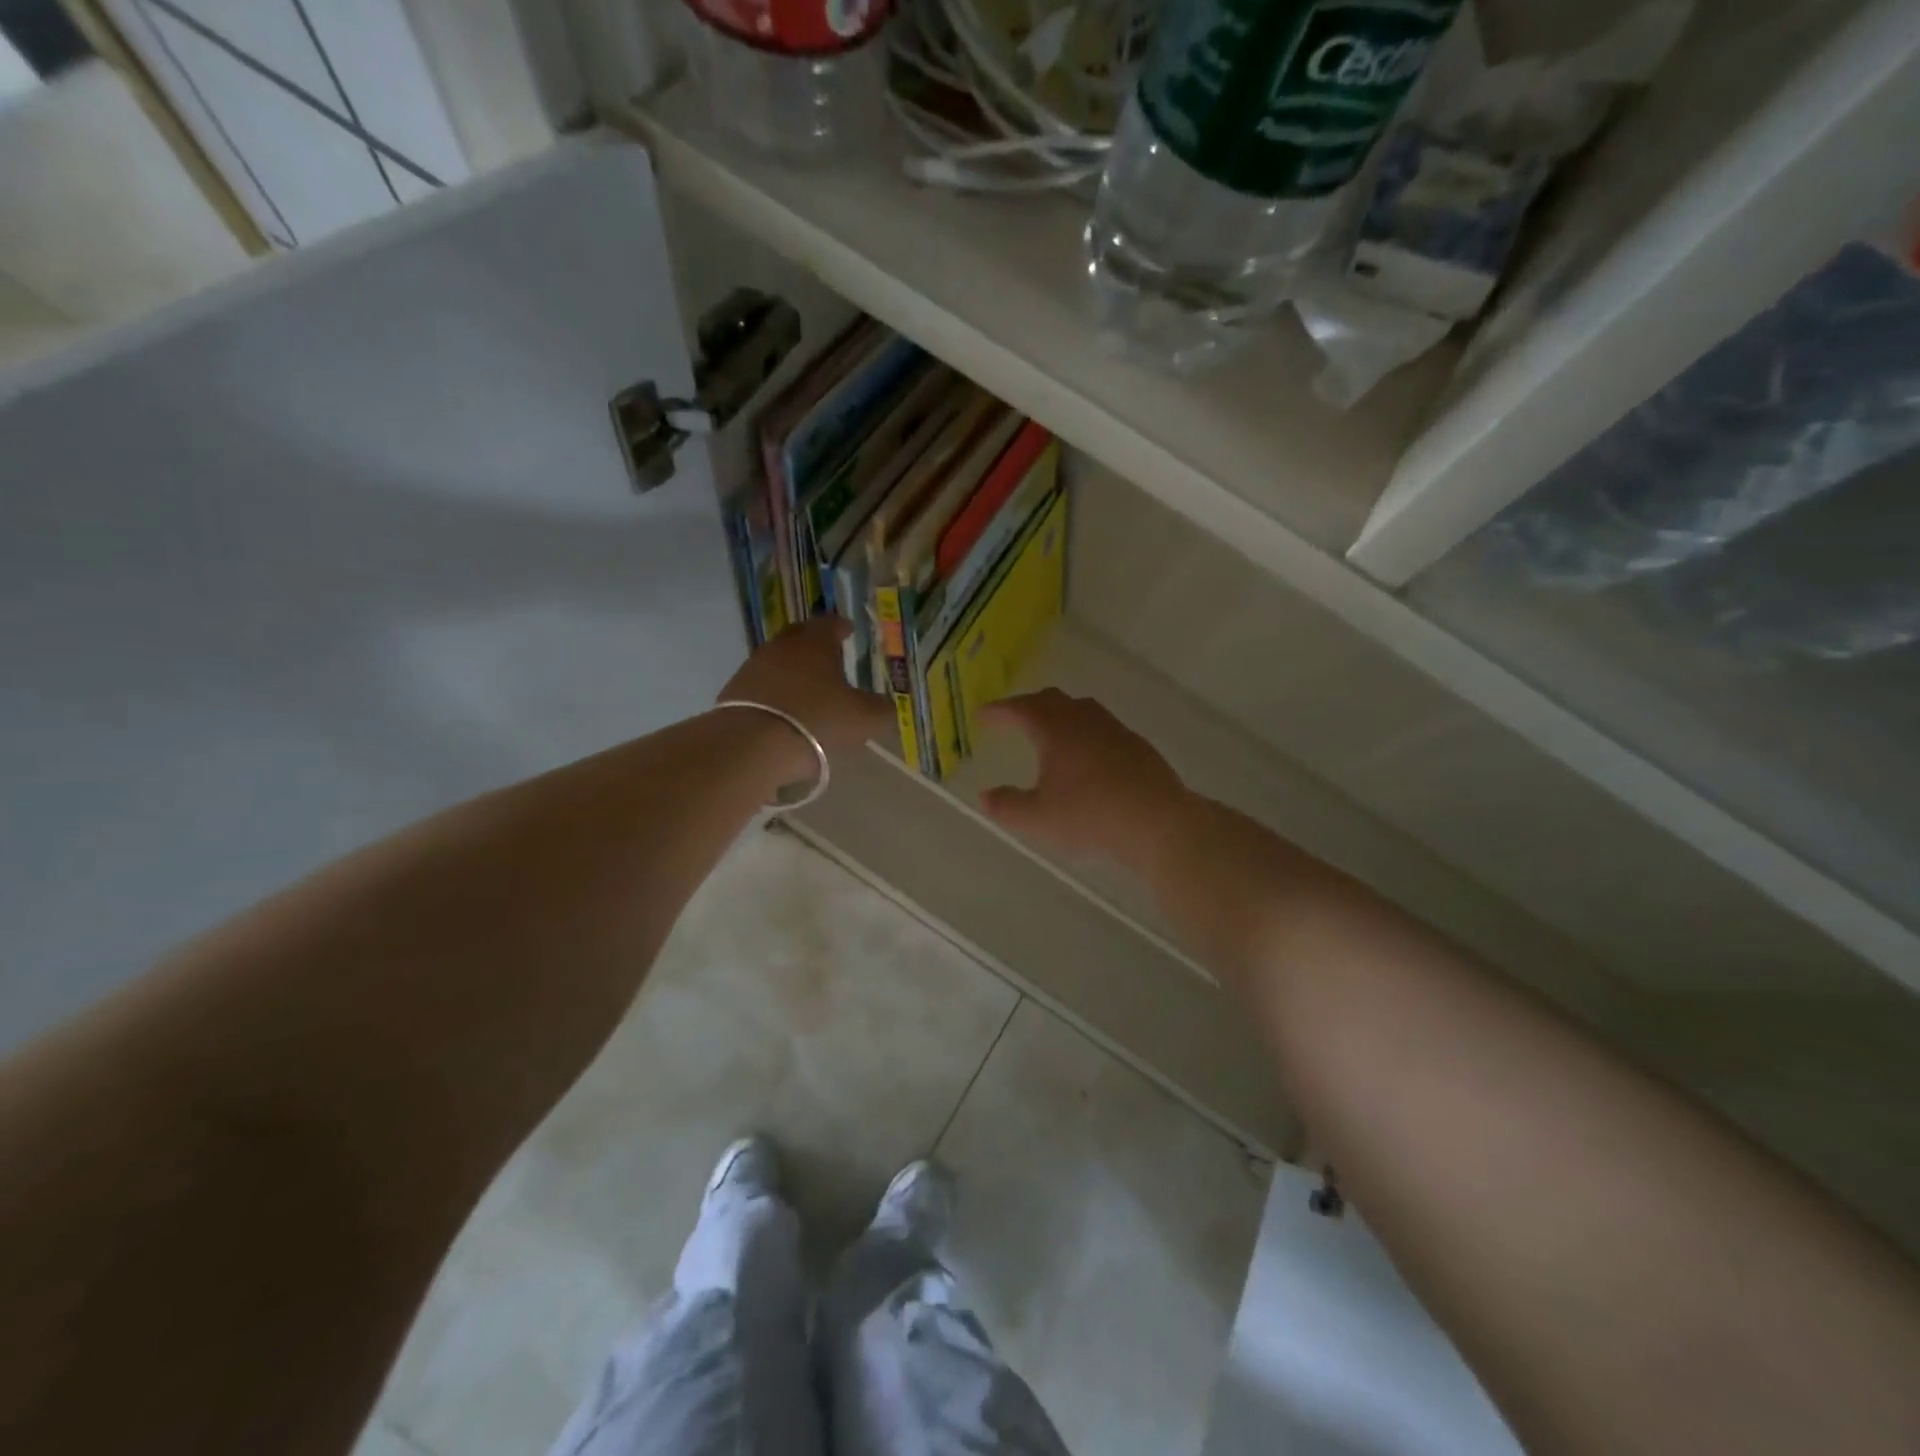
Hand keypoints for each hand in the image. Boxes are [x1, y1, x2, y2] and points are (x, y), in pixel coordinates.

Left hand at [718, 617, 896, 760]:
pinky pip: (761, 685)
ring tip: (807, 689)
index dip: (841, 627)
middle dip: (814, 644)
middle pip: (800, 636)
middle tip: (829, 657)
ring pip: (778, 661)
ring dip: (792, 670)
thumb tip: (885, 705)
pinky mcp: (735, 692)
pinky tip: (784, 710)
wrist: (753, 744)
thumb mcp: (864, 719)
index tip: (848, 631)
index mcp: (815, 643)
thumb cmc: (818, 720)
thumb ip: (880, 709)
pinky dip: (775, 692)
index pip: (829, 623)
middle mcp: (782, 646)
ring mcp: (754, 668)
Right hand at [976, 689, 1188, 870]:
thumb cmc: (1090, 815)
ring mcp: (1114, 730)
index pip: (1020, 709)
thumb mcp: (1038, 818)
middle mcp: (1084, 720)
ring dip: (1059, 715)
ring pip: (1081, 710)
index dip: (999, 710)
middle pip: (1052, 700)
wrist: (1158, 822)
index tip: (983, 716)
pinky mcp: (1136, 746)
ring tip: (1049, 732)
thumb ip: (1007, 806)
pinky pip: (1102, 728)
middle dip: (1028, 706)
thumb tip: (985, 796)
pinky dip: (1084, 732)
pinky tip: (1087, 756)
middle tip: (1013, 718)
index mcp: (1055, 729)